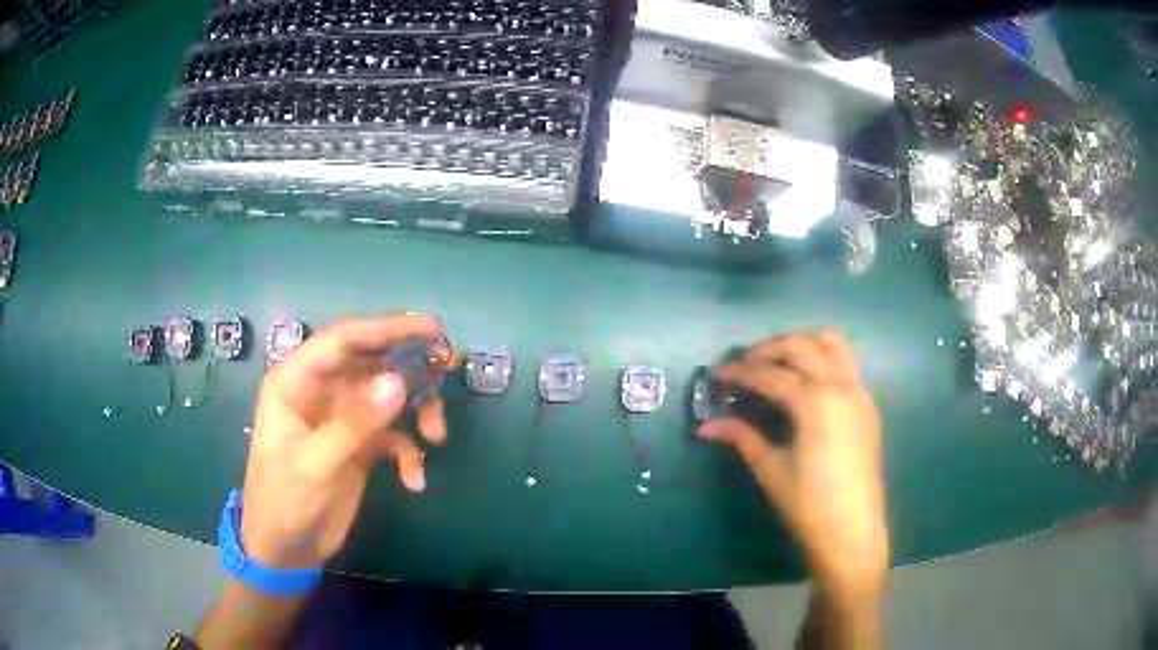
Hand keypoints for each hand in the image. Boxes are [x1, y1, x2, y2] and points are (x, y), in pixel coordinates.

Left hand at [239, 314, 449, 569]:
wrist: (287, 549)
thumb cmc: (284, 500)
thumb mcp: (315, 463)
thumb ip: (355, 423)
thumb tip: (399, 383)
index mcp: (297, 381)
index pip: (343, 339)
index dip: (386, 328)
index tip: (431, 328)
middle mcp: (321, 391)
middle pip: (371, 361)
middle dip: (410, 363)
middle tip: (448, 364)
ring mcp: (342, 418)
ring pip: (388, 395)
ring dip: (417, 409)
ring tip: (436, 435)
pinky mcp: (359, 445)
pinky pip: (393, 435)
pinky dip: (409, 452)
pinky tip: (414, 480)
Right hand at [698, 330, 887, 594]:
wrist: (852, 530)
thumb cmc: (808, 505)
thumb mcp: (771, 469)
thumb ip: (742, 437)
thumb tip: (705, 426)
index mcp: (815, 402)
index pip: (770, 374)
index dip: (739, 371)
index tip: (715, 373)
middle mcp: (840, 386)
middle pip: (802, 346)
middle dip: (769, 349)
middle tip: (744, 365)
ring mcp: (859, 393)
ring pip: (832, 343)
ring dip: (802, 345)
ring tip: (778, 364)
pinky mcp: (867, 405)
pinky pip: (846, 364)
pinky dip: (823, 359)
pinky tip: (806, 384)